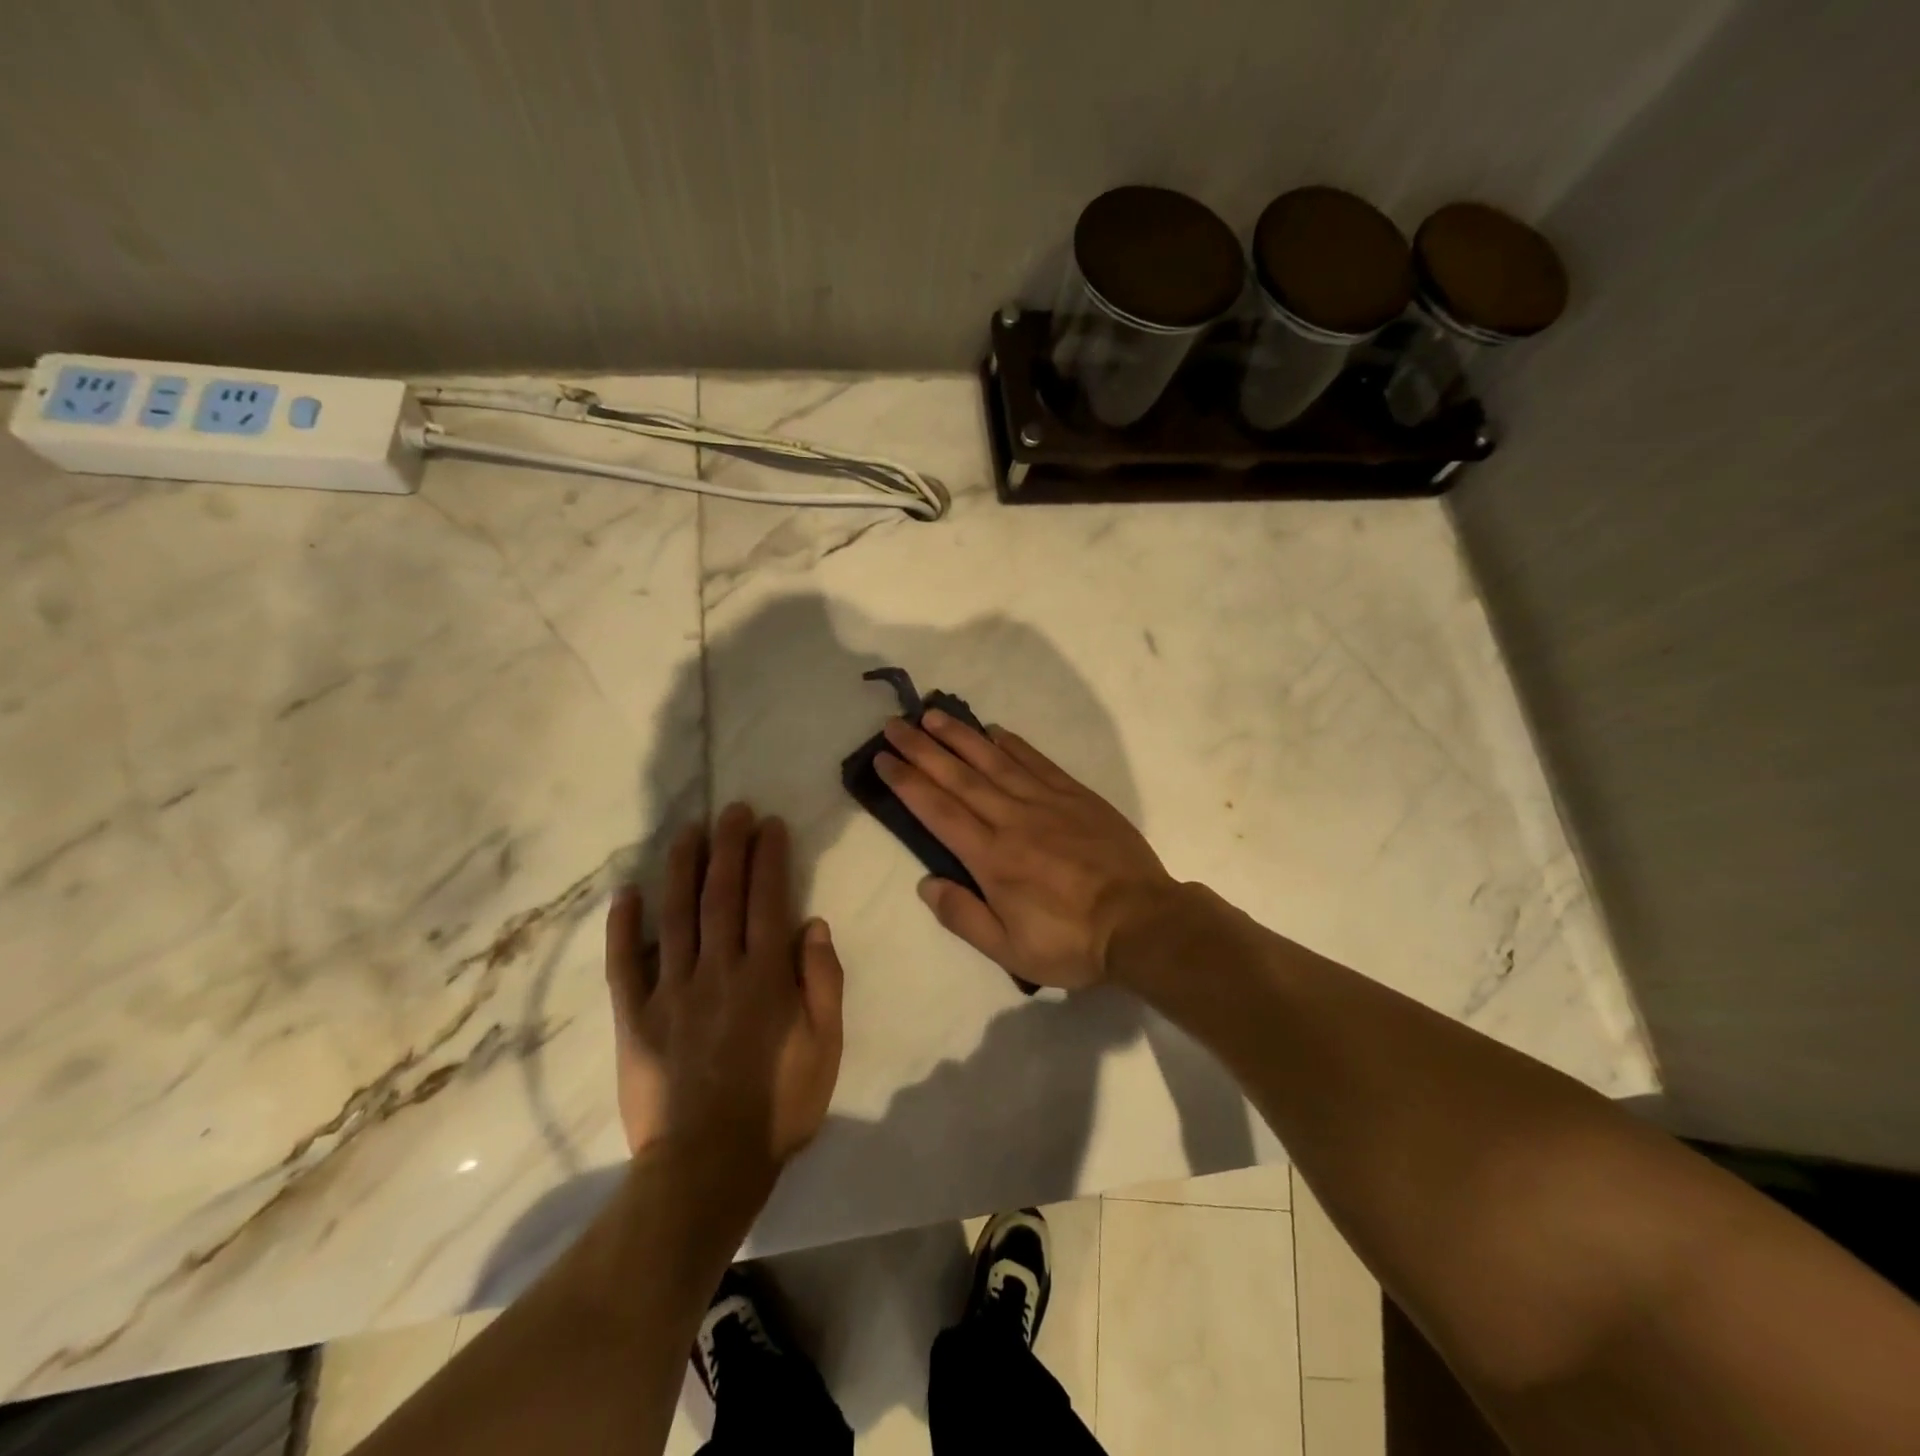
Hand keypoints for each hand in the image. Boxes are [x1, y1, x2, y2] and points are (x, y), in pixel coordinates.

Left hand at [604, 804, 843, 1185]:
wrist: (705, 1168)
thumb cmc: (777, 1107)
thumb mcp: (825, 1048)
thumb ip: (822, 982)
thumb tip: (812, 924)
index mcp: (765, 976)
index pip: (768, 899)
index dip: (769, 857)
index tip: (769, 824)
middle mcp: (717, 970)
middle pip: (722, 895)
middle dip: (728, 847)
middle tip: (731, 810)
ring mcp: (670, 991)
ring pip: (675, 915)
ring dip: (682, 868)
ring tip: (688, 832)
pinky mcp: (634, 1018)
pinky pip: (624, 964)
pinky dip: (623, 927)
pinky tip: (625, 893)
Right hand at [875, 712, 1178, 989]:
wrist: (1142, 922)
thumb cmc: (1072, 942)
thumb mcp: (1010, 950)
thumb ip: (963, 916)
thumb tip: (926, 883)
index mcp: (992, 858)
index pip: (938, 811)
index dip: (907, 782)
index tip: (883, 759)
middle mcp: (1012, 820)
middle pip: (959, 777)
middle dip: (922, 749)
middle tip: (895, 725)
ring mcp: (1047, 802)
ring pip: (994, 761)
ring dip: (961, 737)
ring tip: (933, 716)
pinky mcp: (1077, 796)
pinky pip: (1038, 762)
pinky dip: (1013, 744)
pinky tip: (995, 731)